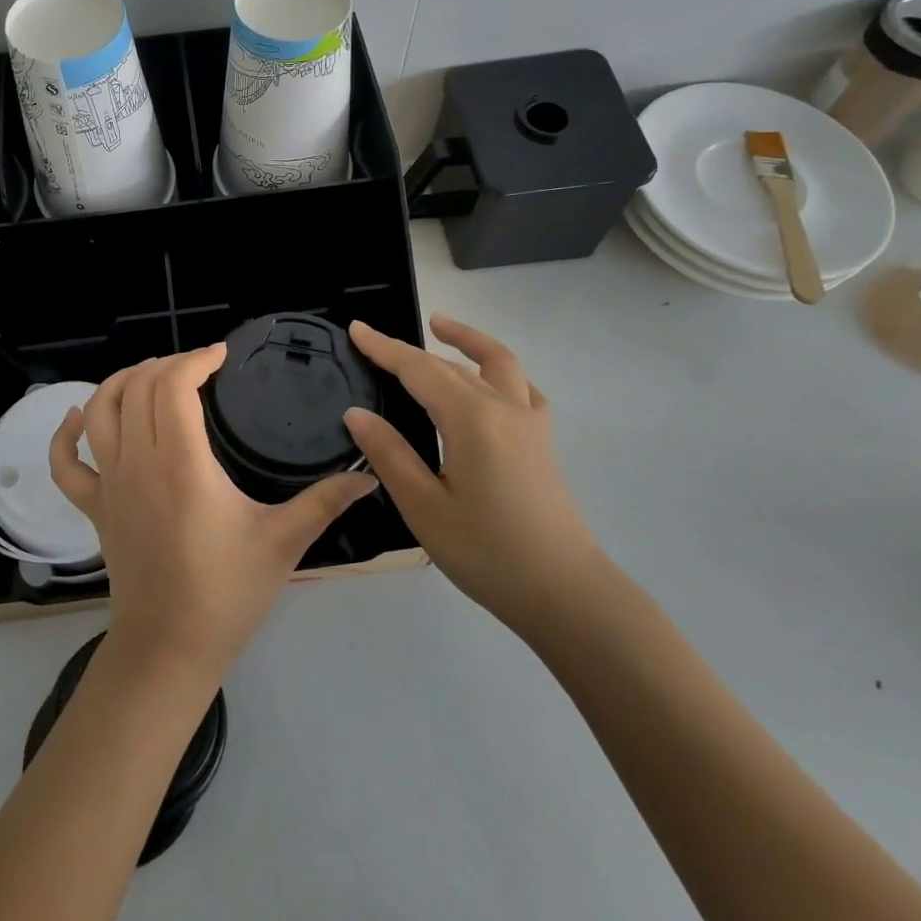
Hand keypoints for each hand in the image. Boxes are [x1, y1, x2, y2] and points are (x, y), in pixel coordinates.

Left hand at [49, 345, 376, 678]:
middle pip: (137, 387)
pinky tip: (79, 417)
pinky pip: (66, 464)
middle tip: (198, 367)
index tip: (221, 356)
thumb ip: (324, 502)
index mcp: (182, 465)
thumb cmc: (226, 594)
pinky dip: (66, 435)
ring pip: (99, 411)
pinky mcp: (94, 507)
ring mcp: (109, 484)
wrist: (168, 650)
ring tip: (150, 375)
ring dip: (120, 382)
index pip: (173, 387)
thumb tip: (369, 476)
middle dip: (166, 364)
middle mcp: (138, 463)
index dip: (195, 359)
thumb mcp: (282, 543)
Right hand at [343, 314, 604, 641]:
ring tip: (440, 327)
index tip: (356, 328)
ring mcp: (530, 423)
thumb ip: (389, 454)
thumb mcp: (424, 507)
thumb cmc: (487, 553)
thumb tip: (356, 414)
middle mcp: (504, 408)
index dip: (384, 348)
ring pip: (498, 363)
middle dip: (410, 350)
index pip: (419, 370)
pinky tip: (490, 381)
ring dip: (467, 340)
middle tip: (374, 342)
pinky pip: (524, 389)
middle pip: (450, 364)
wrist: (565, 594)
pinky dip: (502, 372)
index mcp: (471, 419)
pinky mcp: (543, 442)